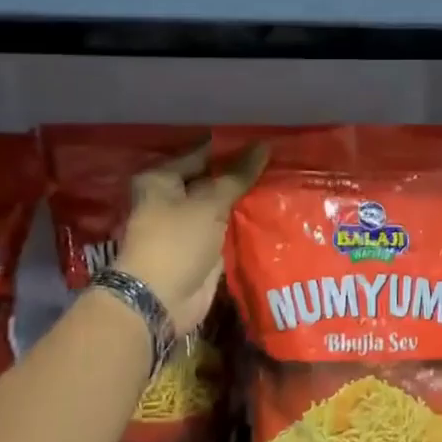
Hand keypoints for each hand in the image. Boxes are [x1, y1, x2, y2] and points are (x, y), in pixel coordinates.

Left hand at [113, 140, 267, 331]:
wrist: (160, 300)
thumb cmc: (177, 241)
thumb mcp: (209, 203)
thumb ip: (238, 176)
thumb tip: (263, 145)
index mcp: (161, 179)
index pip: (201, 154)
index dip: (231, 148)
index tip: (264, 141)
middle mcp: (170, 198)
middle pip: (211, 179)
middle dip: (240, 174)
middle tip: (277, 161)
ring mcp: (185, 225)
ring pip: (220, 205)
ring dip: (244, 199)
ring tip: (281, 181)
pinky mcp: (200, 248)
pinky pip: (225, 228)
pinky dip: (243, 222)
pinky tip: (271, 210)